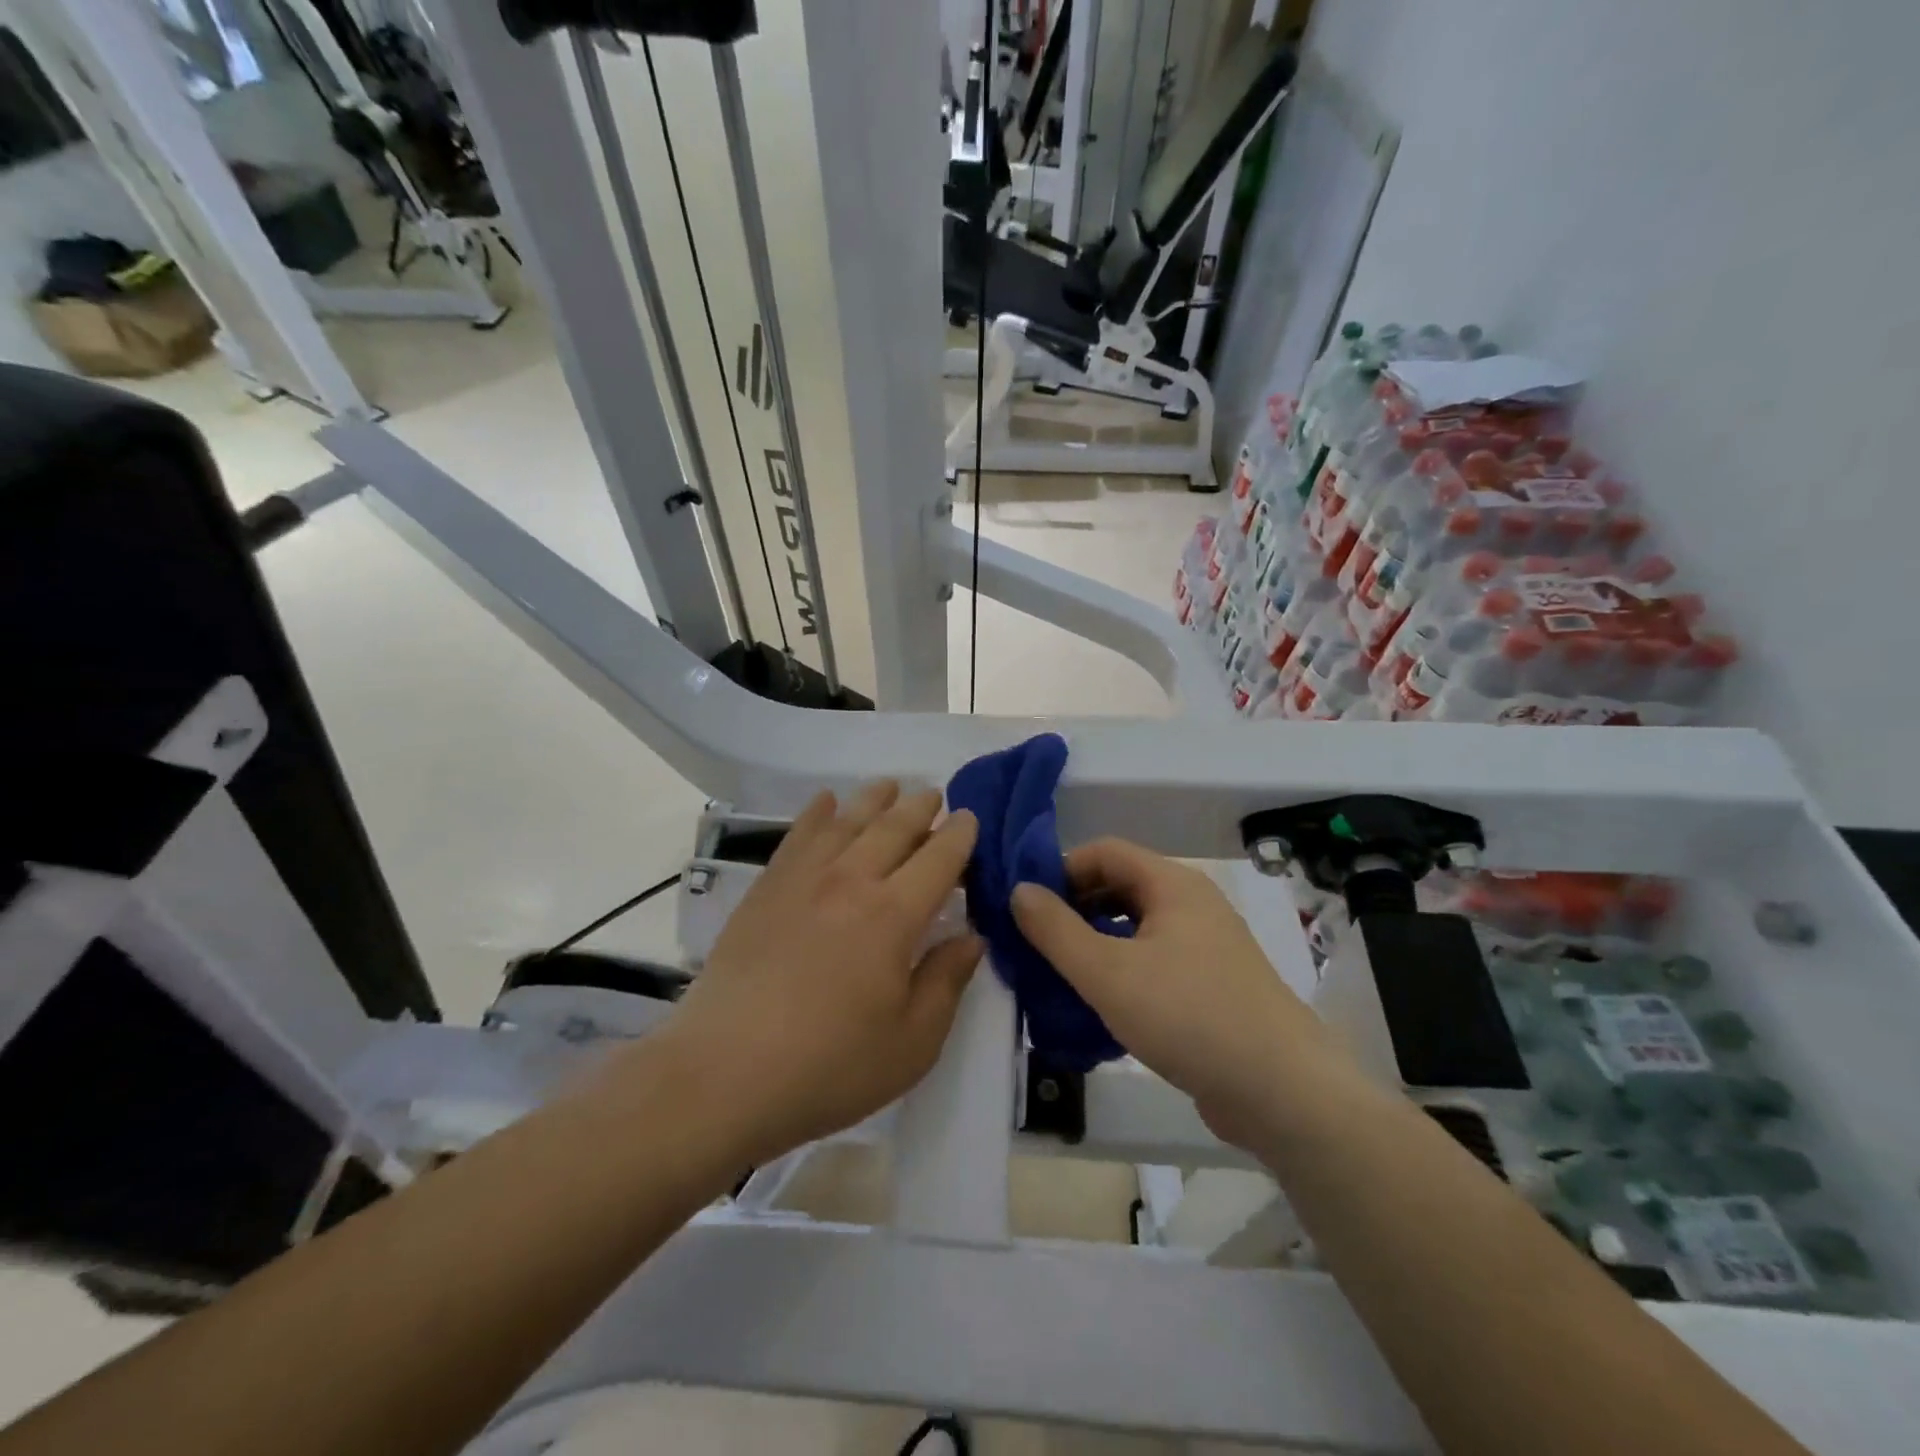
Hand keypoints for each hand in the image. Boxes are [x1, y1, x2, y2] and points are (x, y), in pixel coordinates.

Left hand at [655, 783, 982, 1167]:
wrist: (724, 1074)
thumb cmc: (829, 1066)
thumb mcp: (912, 1042)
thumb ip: (946, 981)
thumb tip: (973, 937)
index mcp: (893, 914)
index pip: (938, 858)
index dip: (959, 836)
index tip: (970, 819)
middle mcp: (850, 880)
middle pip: (893, 827)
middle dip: (919, 807)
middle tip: (934, 795)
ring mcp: (802, 879)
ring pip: (846, 821)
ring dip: (873, 799)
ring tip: (888, 786)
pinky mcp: (766, 889)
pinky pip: (797, 834)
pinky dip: (816, 812)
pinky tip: (824, 801)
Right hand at [1012, 839, 1341, 1146]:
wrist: (1284, 1093)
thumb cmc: (1189, 1016)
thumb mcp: (1107, 973)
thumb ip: (1056, 930)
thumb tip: (1018, 890)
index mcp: (1173, 884)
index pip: (1104, 851)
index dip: (1060, 869)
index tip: (1027, 905)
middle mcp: (1192, 904)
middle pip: (1120, 886)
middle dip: (1074, 908)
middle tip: (1036, 943)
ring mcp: (1206, 946)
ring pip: (1135, 928)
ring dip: (1094, 943)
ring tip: (1058, 975)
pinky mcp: (1211, 986)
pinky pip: (1154, 961)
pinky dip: (1121, 971)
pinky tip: (1098, 1007)